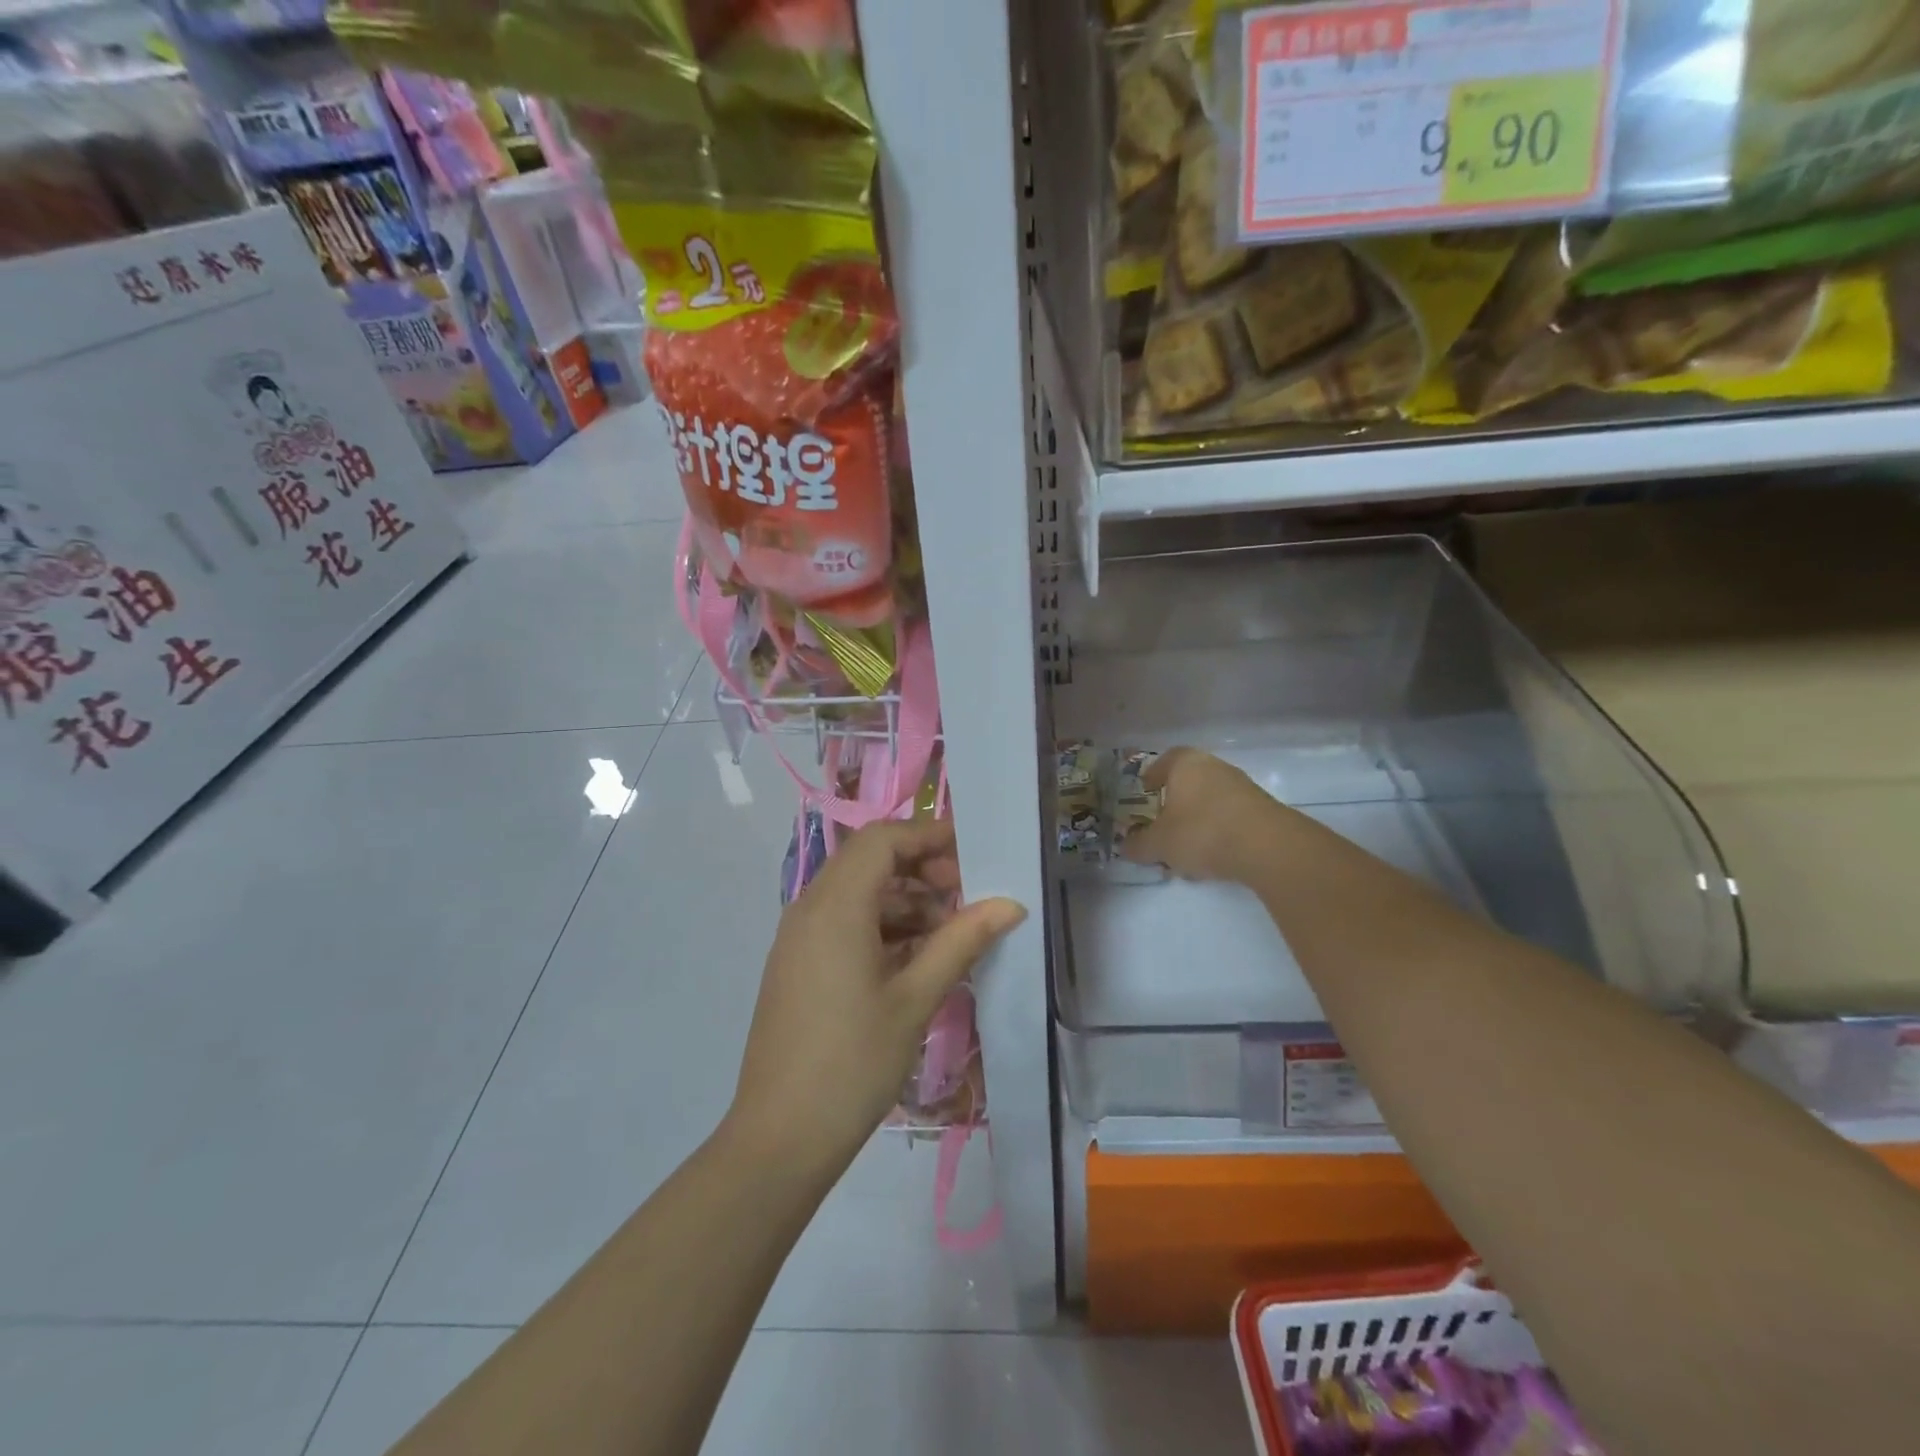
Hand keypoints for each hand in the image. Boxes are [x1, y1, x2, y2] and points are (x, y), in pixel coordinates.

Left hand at [726, 819, 1025, 1177]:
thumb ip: (961, 941)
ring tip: (952, 935)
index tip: (973, 854)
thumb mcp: (915, 999)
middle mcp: (810, 908)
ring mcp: (799, 938)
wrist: (780, 1139)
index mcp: (835, 906)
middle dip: (922, 869)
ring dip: (906, 902)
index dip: (928, 836)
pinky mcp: (798, 965)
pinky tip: (918, 960)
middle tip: (968, 898)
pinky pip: (844, 924)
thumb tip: (1009, 905)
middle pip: (869, 861)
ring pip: (858, 894)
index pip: (883, 839)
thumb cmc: (853, 1063)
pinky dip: (883, 927)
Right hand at [1121, 746, 1284, 882]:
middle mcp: (1215, 767)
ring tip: (1186, 849)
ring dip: (1197, 820)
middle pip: (1189, 781)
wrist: (1267, 847)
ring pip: (1210, 801)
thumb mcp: (1159, 843)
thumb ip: (1138, 844)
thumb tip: (1125, 846)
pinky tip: (1213, 857)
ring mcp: (1242, 787)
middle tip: (1162, 824)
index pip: (1165, 760)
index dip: (1152, 775)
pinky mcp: (1262, 809)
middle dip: (1174, 803)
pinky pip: (1230, 817)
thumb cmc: (1202, 832)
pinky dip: (1218, 832)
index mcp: (1186, 764)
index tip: (1145, 791)